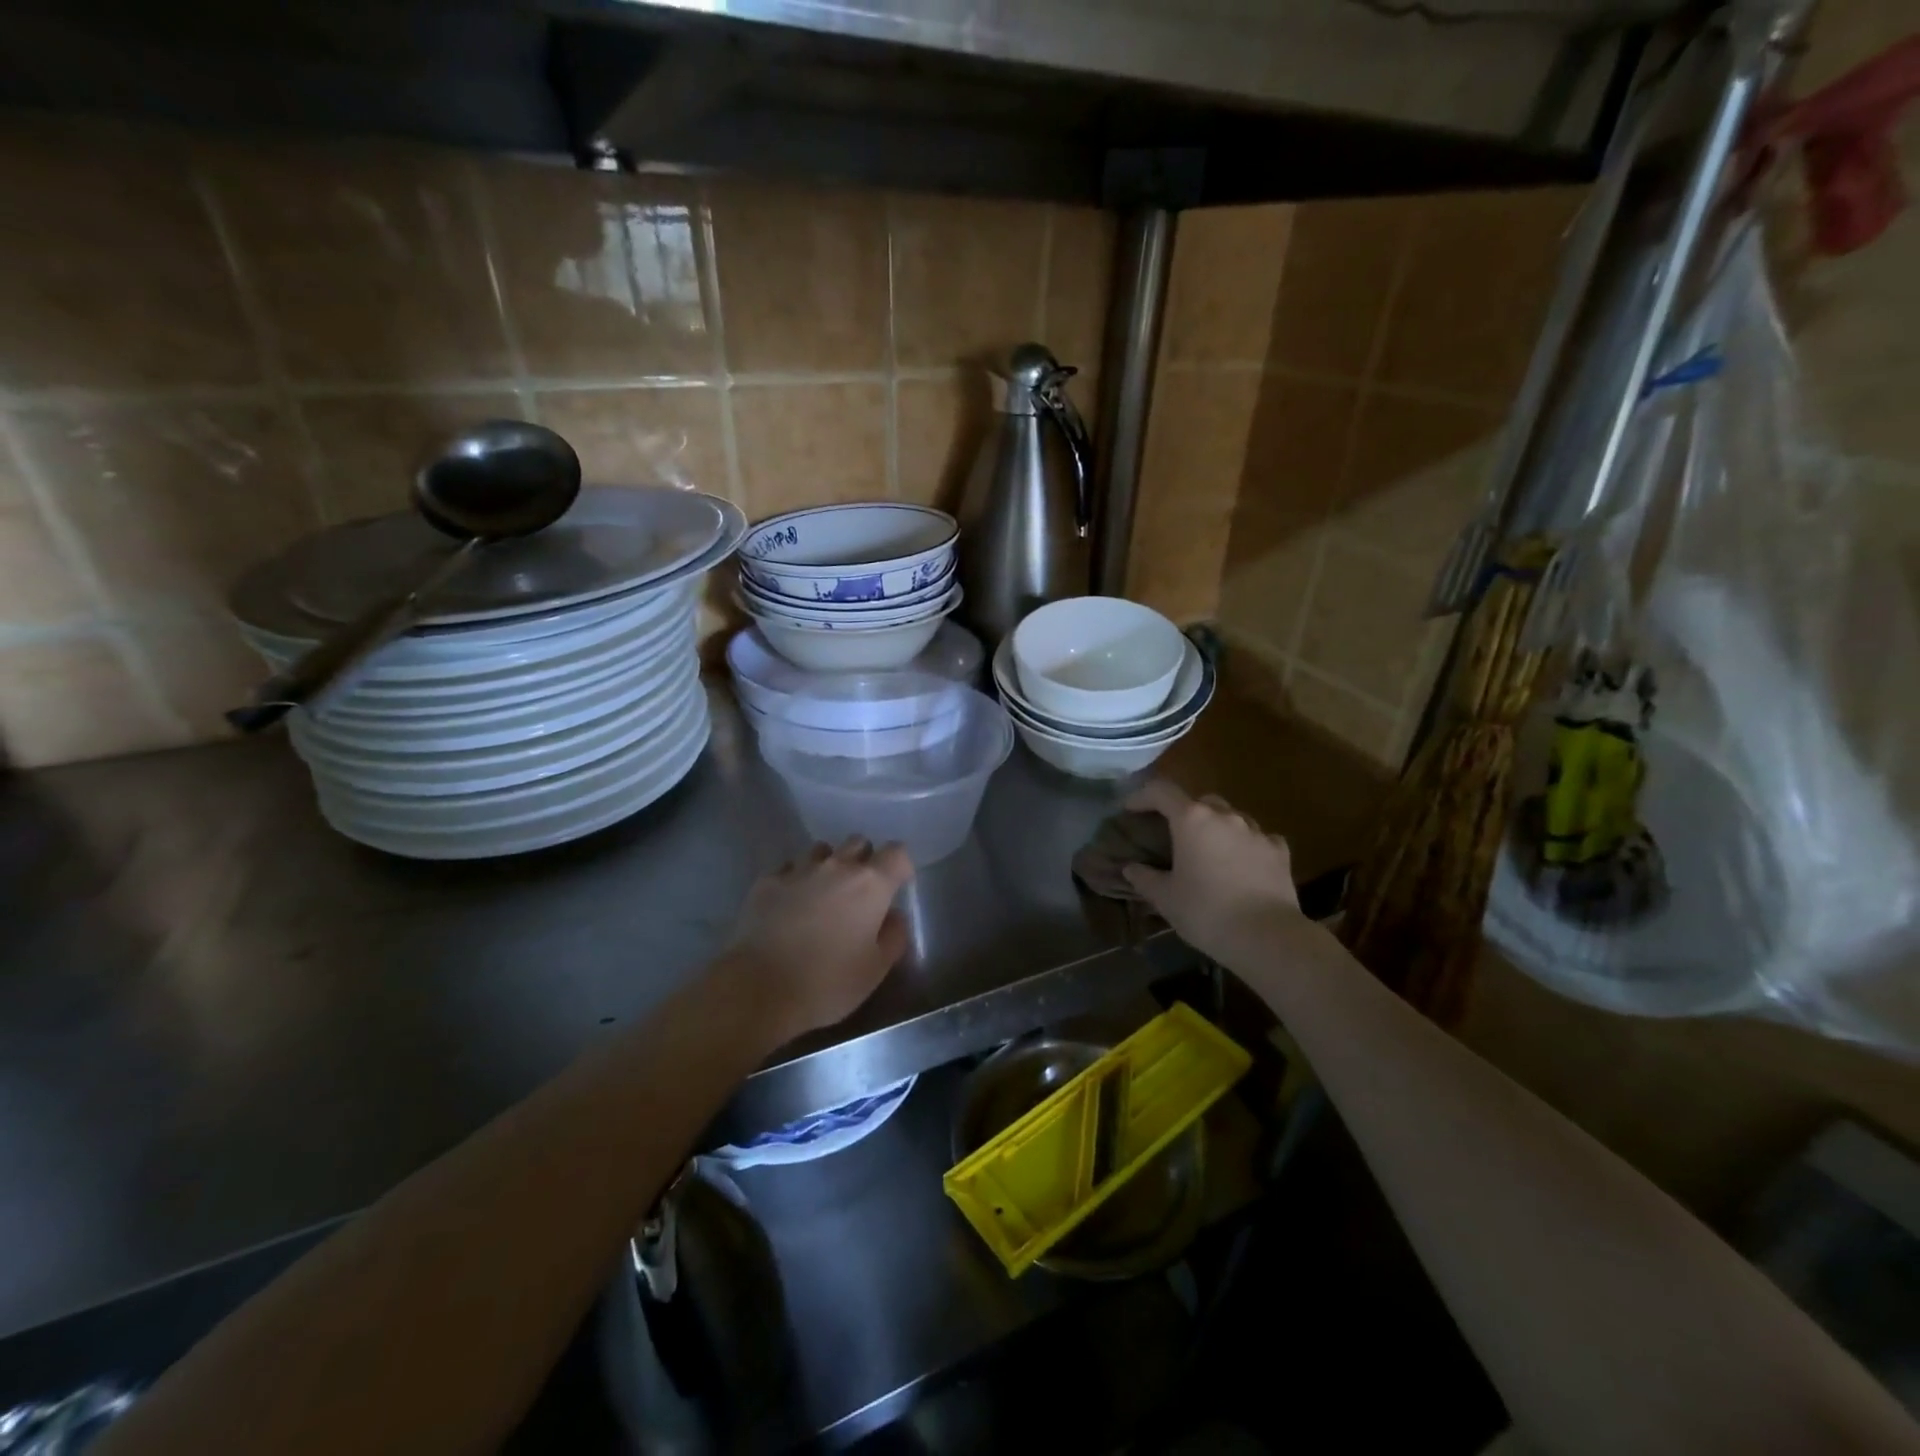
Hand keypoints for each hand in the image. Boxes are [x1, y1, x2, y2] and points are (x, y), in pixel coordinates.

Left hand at [724, 837, 914, 1043]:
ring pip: (821, 851)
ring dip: (828, 866)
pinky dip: (795, 880)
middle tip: (859, 893)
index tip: (896, 887)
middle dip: (863, 860)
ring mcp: (798, 870)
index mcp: (870, 884)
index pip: (897, 852)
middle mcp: (836, 867)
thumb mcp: (876, 970)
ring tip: (822, 895)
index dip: (900, 866)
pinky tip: (789, 906)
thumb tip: (893, 916)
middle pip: (858, 842)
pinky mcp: (766, 882)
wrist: (758, 989)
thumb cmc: (827, 983)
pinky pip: (789, 868)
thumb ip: (894, 936)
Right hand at [1121, 781, 1302, 966]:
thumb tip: (1131, 868)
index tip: (1130, 809)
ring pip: (1231, 817)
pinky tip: (1243, 863)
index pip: (1161, 792)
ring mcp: (1256, 832)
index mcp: (1192, 820)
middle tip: (1174, 835)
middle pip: (1200, 801)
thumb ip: (1144, 878)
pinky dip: (1245, 844)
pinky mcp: (1279, 851)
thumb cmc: (1206, 912)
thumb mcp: (1166, 899)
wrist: (1267, 937)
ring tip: (1209, 851)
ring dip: (1216, 827)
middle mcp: (1225, 816)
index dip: (1142, 796)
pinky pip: (1257, 837)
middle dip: (1184, 812)